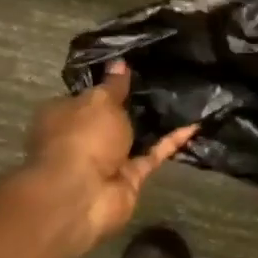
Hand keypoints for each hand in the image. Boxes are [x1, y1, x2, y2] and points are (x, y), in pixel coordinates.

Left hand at [26, 64, 196, 246]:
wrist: (82, 195)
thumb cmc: (82, 136)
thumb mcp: (100, 100)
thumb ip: (114, 84)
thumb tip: (120, 62)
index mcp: (63, 115)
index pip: (86, 96)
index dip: (107, 84)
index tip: (133, 70)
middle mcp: (82, 138)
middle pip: (111, 118)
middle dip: (134, 105)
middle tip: (164, 80)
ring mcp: (106, 161)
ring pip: (135, 138)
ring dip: (155, 124)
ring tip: (184, 99)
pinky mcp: (129, 178)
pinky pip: (153, 155)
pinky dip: (171, 142)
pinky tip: (194, 125)